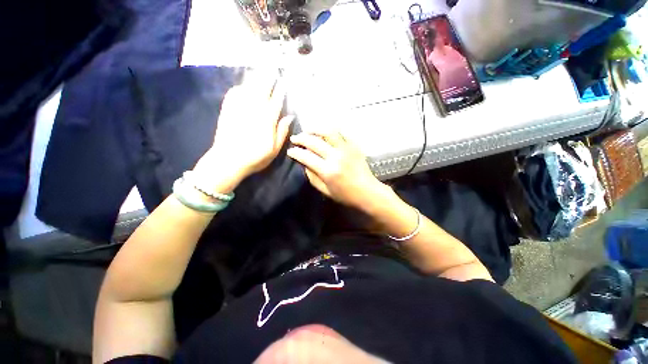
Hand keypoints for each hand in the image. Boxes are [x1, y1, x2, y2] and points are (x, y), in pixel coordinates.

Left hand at [194, 73, 292, 192]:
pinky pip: (234, 94)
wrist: (228, 160)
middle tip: (272, 68)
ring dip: (255, 79)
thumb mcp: (274, 149)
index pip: (276, 100)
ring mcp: (240, 108)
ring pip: (249, 88)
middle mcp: (254, 109)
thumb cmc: (255, 157)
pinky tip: (243, 86)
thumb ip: (282, 132)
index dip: (280, 90)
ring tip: (260, 70)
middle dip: (268, 78)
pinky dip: (240, 88)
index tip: (283, 81)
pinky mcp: (228, 110)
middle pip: (263, 89)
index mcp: (267, 119)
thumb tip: (289, 117)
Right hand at [287, 130, 385, 209]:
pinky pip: (341, 133)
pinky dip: (330, 131)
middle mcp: (336, 156)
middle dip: (301, 138)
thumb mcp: (325, 191)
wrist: (367, 191)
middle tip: (294, 138)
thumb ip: (312, 177)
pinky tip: (324, 133)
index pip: (306, 157)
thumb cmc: (346, 195)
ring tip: (307, 131)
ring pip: (328, 132)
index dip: (296, 152)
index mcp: (328, 171)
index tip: (290, 150)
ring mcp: (346, 149)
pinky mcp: (354, 146)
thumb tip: (304, 163)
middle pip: (314, 142)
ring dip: (315, 129)